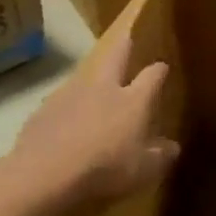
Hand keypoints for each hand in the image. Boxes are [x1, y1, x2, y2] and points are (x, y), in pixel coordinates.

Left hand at [0, 33, 179, 215]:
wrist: (43, 175)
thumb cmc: (104, 169)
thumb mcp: (143, 171)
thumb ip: (160, 156)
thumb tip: (172, 147)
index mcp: (133, 100)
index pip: (153, 75)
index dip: (159, 70)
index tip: (162, 67)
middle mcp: (104, 87)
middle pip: (116, 55)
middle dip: (124, 46)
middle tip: (127, 40)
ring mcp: (70, 94)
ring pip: (86, 76)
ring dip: (93, 78)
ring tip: (96, 88)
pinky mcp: (43, 109)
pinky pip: (61, 101)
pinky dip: (68, 107)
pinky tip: (66, 123)